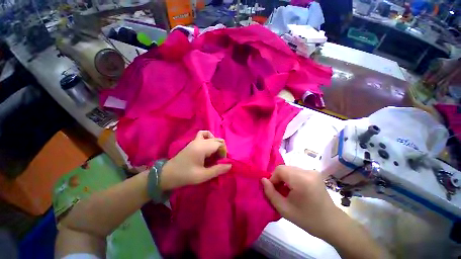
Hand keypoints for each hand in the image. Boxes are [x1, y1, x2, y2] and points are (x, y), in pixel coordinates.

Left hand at [160, 131, 231, 190]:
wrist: (167, 174)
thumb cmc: (185, 176)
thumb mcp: (203, 176)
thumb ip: (218, 170)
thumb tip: (230, 165)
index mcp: (202, 148)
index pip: (220, 143)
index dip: (224, 151)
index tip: (221, 161)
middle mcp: (199, 141)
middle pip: (217, 139)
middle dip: (221, 149)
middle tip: (218, 160)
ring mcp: (195, 140)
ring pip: (211, 137)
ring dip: (216, 144)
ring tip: (214, 153)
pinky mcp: (192, 142)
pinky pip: (203, 134)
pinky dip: (208, 137)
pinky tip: (208, 146)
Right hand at [261, 166, 347, 239]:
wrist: (332, 224)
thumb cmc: (308, 219)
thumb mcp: (284, 209)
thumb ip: (270, 193)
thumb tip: (263, 180)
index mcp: (301, 180)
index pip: (279, 169)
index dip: (273, 178)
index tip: (274, 190)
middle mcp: (307, 171)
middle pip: (284, 168)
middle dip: (278, 178)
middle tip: (279, 192)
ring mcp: (312, 171)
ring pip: (290, 169)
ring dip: (285, 178)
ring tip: (287, 191)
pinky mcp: (314, 173)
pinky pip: (296, 171)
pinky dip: (291, 178)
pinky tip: (295, 189)